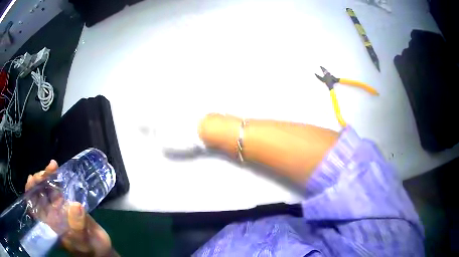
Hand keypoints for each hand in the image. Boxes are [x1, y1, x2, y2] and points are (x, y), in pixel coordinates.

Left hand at [25, 160, 113, 256]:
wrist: (99, 247)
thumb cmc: (89, 249)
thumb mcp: (83, 242)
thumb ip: (78, 227)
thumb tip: (75, 205)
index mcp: (50, 224)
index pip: (34, 207)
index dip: (30, 193)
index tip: (32, 180)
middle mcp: (51, 214)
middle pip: (40, 194)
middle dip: (39, 181)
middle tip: (45, 171)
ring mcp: (59, 208)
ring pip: (48, 189)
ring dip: (47, 176)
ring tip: (52, 166)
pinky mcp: (68, 203)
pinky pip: (60, 188)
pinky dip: (57, 178)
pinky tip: (58, 169)